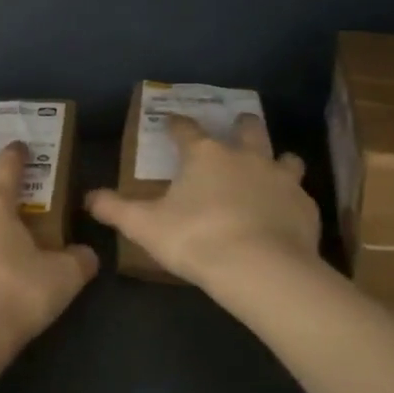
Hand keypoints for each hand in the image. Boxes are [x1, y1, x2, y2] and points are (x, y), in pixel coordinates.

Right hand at [87, 114, 321, 290]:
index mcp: (205, 155)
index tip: (171, 123)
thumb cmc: (197, 239)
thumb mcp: (145, 226)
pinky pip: (300, 195)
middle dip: (241, 125)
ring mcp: (281, 179)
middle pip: (247, 129)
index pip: (187, 130)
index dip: (177, 125)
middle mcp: (245, 157)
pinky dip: (291, 199)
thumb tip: (88, 198)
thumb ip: (115, 209)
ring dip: (277, 159)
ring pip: (285, 157)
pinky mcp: (305, 207)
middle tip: (237, 126)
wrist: (262, 269)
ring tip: (273, 166)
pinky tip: (286, 213)